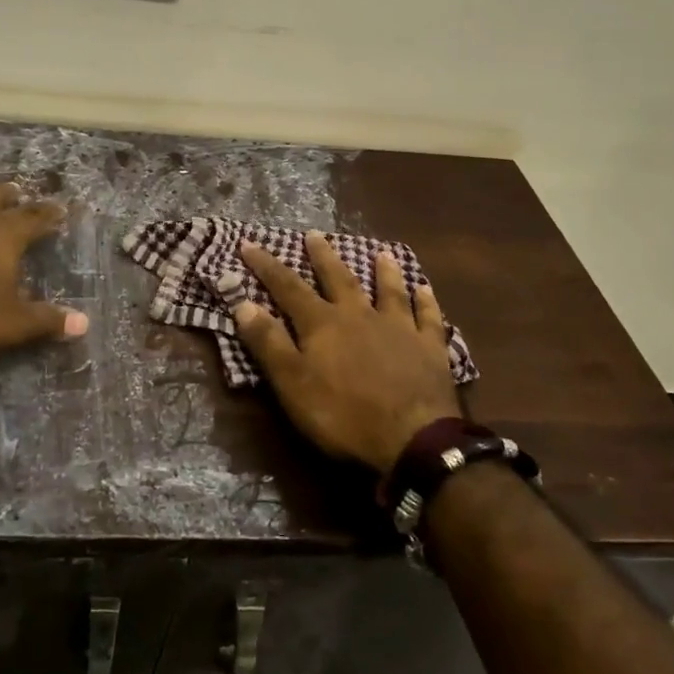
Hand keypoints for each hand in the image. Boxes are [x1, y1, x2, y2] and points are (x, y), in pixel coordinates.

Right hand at [234, 234, 460, 474]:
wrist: (413, 440)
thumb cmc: (344, 415)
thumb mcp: (293, 383)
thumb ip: (268, 343)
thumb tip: (243, 303)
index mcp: (323, 324)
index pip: (288, 287)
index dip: (267, 265)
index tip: (249, 243)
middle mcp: (359, 315)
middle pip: (338, 279)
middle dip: (323, 256)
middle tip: (315, 234)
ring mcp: (399, 328)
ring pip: (389, 291)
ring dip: (383, 272)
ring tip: (381, 253)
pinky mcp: (430, 348)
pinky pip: (428, 317)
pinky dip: (426, 302)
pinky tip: (425, 290)